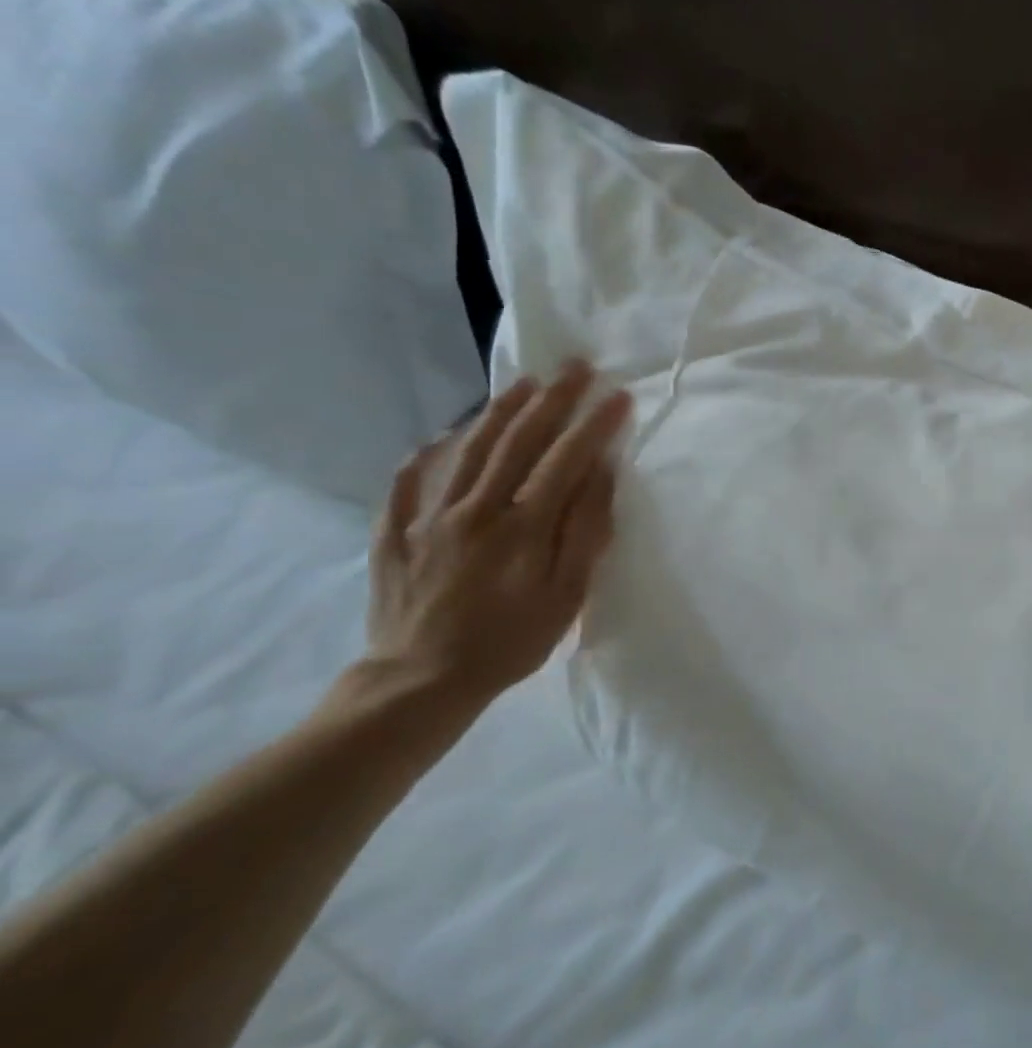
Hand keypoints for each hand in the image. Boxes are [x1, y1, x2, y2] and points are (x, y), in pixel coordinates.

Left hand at [365, 363, 631, 704]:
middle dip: (550, 399)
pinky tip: (442, 437)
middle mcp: (475, 507)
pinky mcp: (396, 531)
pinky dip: (430, 452)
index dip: (594, 424)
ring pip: (467, 448)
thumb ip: (584, 531)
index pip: (565, 458)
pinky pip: (410, 479)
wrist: (420, 680)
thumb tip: (599, 475)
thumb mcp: (566, 596)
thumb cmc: (510, 642)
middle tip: (573, 366)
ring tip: (522, 384)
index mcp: (522, 525)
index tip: (618, 394)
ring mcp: (429, 516)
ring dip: (499, 411)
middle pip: (517, 440)